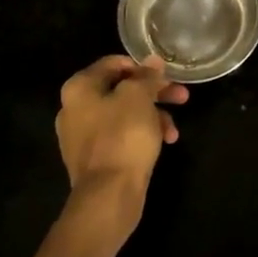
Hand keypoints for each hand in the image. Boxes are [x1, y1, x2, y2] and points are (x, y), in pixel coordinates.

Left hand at [55, 55, 187, 230]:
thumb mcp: (139, 97)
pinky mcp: (95, 158)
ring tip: (174, 129)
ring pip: (125, 114)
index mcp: (79, 88)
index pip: (113, 63)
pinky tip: (164, 143)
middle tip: (182, 96)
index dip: (143, 66)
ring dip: (153, 116)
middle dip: (155, 93)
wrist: (108, 195)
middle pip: (121, 89)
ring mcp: (82, 136)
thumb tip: (153, 61)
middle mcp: (75, 108)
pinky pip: (121, 136)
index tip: (166, 75)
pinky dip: (142, 135)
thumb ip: (147, 76)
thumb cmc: (122, 136)